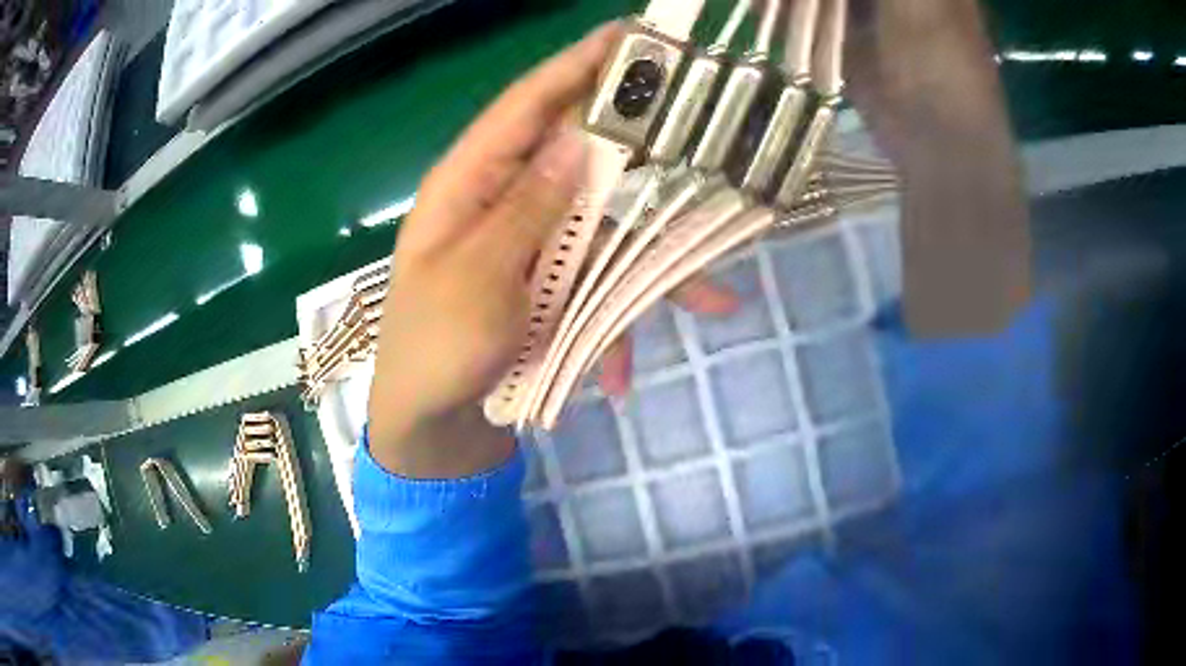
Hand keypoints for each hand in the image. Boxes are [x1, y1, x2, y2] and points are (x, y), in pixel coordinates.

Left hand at [367, 23, 737, 477]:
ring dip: (646, 268)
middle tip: (696, 133)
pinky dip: (612, 324)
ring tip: (710, 297)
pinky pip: (591, 285)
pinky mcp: (544, 284)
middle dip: (635, 150)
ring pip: (599, 229)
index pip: (526, 105)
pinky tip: (620, 373)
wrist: (431, 427)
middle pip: (576, 156)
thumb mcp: (479, 276)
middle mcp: (499, 201)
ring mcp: (527, 245)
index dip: (576, 66)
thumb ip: (528, 206)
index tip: (629, 35)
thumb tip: (578, 139)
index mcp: (467, 184)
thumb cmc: (437, 350)